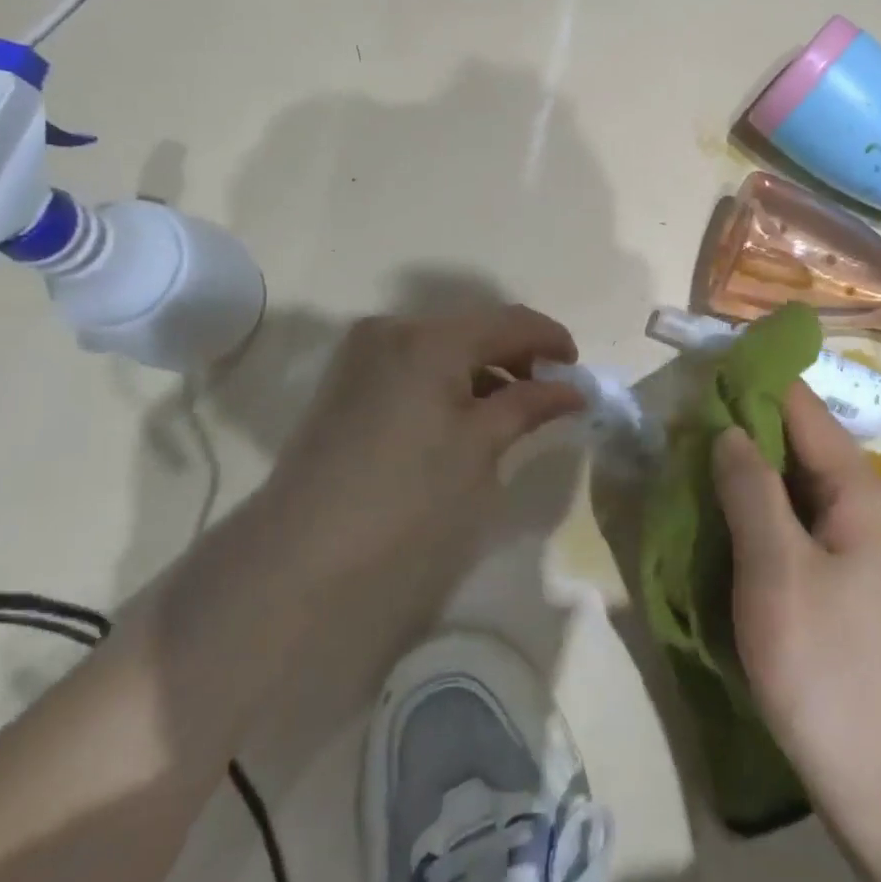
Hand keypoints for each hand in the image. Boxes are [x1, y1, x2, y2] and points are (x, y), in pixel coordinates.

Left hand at [264, 304, 586, 567]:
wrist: (301, 561)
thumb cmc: (409, 499)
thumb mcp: (480, 447)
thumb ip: (529, 405)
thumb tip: (573, 388)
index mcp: (429, 337)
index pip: (509, 320)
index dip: (551, 340)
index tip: (578, 372)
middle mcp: (392, 329)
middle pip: (473, 329)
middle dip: (516, 356)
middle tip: (549, 394)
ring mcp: (362, 355)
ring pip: (442, 348)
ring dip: (483, 371)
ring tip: (512, 410)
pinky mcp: (346, 385)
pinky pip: (413, 366)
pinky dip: (447, 382)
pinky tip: (464, 416)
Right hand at [713, 384, 880, 834]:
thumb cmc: (827, 666)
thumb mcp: (776, 569)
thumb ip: (750, 489)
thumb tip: (728, 428)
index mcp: (858, 490)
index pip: (803, 408)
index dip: (754, 383)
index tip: (700, 371)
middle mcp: (863, 507)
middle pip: (798, 445)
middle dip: (742, 428)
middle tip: (679, 423)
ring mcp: (854, 547)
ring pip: (793, 487)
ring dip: (745, 472)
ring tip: (688, 461)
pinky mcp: (840, 582)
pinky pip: (793, 526)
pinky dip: (757, 513)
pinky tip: (720, 519)